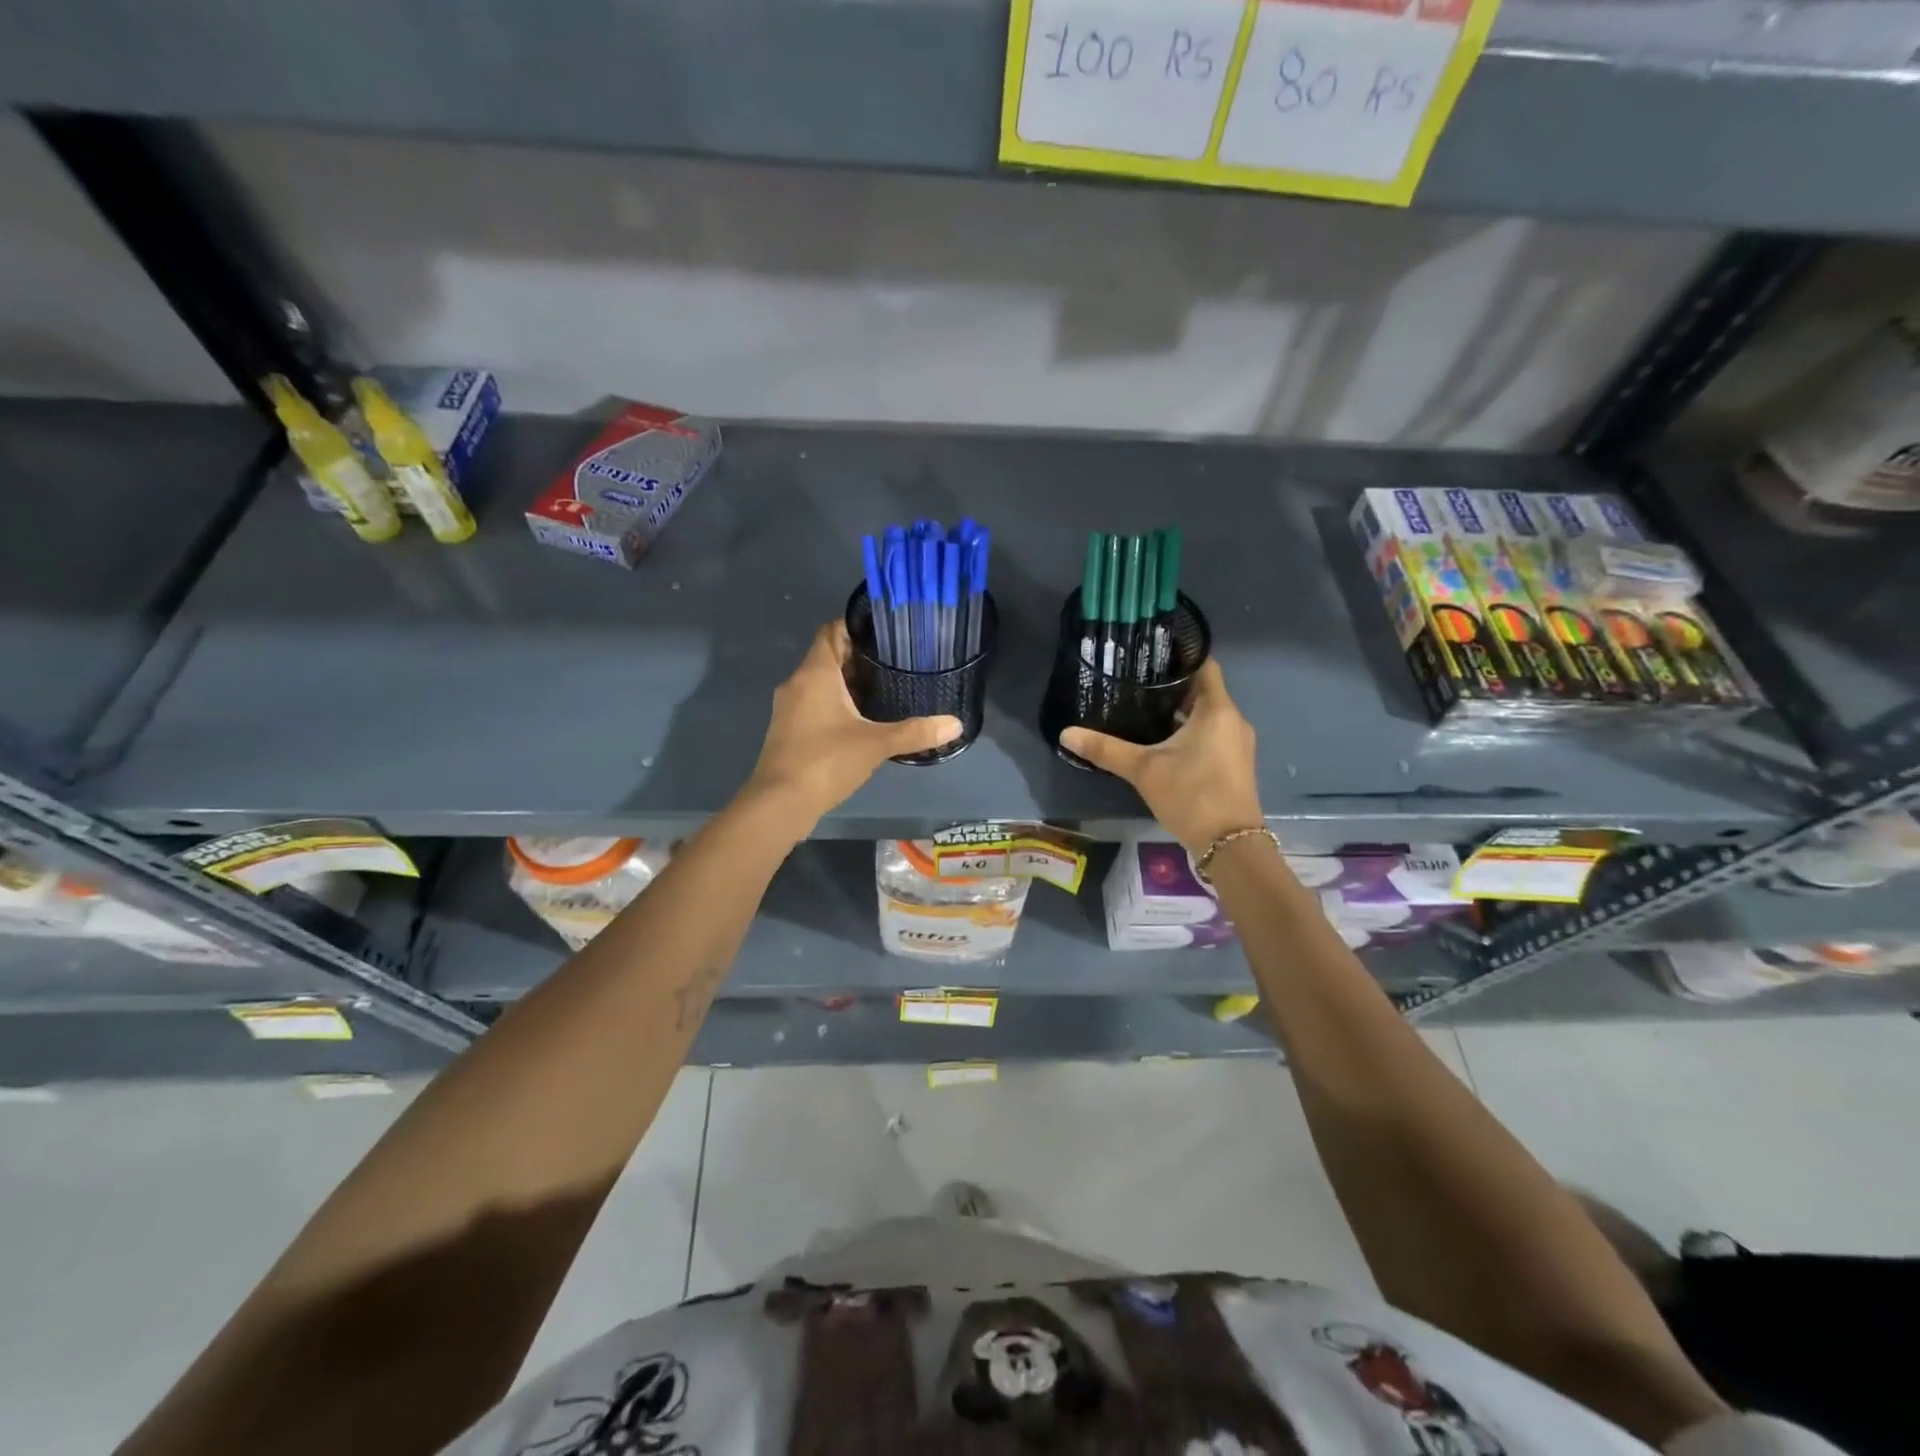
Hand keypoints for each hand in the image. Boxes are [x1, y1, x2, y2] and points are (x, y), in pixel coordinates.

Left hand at [745, 621, 960, 829]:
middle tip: (894, 661)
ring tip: (883, 689)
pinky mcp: (788, 731)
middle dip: (858, 657)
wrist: (780, 803)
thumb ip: (915, 732)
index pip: (832, 631)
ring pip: (820, 683)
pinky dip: (836, 705)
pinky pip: (814, 705)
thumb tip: (956, 724)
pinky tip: (860, 721)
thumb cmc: (826, 761)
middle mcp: (797, 684)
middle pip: (827, 657)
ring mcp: (788, 709)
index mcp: (814, 673)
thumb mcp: (876, 744)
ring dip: (847, 683)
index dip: (856, 626)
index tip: (885, 630)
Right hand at [1060, 660, 1264, 852]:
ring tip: (1144, 708)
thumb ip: (1105, 749)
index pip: (1204, 665)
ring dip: (1181, 711)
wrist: (1230, 844)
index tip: (1152, 653)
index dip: (1181, 655)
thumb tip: (1065, 733)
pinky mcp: (1235, 763)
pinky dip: (1191, 731)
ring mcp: (1237, 743)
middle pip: (1203, 690)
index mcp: (1217, 710)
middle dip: (1172, 686)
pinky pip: (1213, 734)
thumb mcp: (1143, 770)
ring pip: (1207, 715)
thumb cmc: (1191, 794)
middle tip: (1137, 682)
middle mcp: (1233, 720)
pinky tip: (1164, 741)